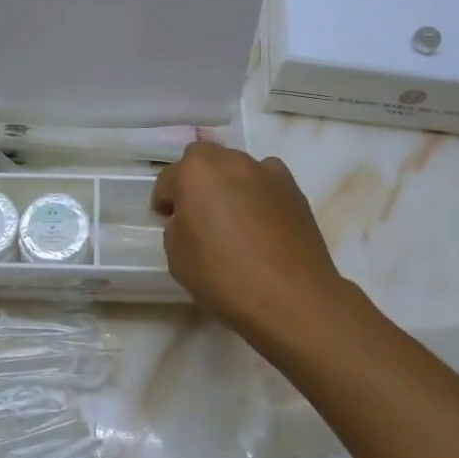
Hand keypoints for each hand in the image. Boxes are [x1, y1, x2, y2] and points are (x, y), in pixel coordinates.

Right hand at [151, 143, 348, 348]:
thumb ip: (177, 229)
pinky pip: (266, 180)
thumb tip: (189, 221)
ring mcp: (266, 172)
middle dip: (195, 179)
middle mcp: (230, 162)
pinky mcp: (294, 189)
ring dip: (227, 183)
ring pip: (236, 166)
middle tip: (196, 212)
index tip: (166, 220)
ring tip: (231, 216)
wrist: (292, 298)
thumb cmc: (224, 278)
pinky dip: (258, 192)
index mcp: (195, 174)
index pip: (168, 179)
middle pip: (203, 159)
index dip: (164, 201)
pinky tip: (260, 220)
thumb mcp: (177, 259)